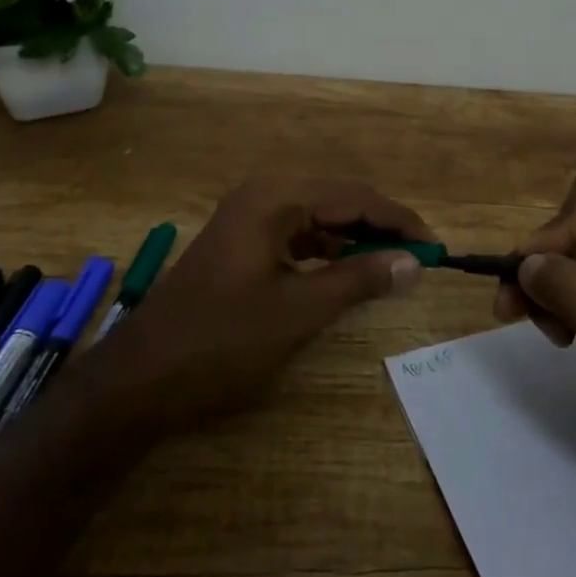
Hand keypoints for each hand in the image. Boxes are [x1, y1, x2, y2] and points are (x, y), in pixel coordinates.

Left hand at [80, 176, 432, 434]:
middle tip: (420, 258)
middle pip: (338, 201)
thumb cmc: (221, 341)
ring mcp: (248, 219)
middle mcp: (262, 196)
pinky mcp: (242, 244)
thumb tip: (414, 262)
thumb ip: (359, 280)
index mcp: (274, 198)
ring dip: (356, 240)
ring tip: (394, 265)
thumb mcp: (298, 311)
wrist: (139, 380)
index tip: (436, 247)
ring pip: (319, 219)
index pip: (354, 196)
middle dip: (380, 228)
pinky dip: (328, 252)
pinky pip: (298, 237)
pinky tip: (349, 272)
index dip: (398, 221)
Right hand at [495, 171, 575, 494]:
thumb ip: (573, 292)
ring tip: (543, 330)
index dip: (557, 230)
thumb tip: (524, 262)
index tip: (528, 274)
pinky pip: (573, 282)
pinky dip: (555, 303)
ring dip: (544, 287)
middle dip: (544, 263)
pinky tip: (559, 337)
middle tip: (512, 307)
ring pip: (567, 254)